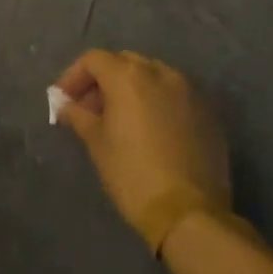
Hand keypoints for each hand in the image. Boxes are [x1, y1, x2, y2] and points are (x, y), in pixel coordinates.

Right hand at [53, 51, 231, 246]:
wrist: (189, 213)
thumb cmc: (132, 174)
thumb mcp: (97, 143)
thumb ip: (78, 115)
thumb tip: (66, 105)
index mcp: (129, 76)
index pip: (94, 60)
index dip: (74, 77)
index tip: (64, 101)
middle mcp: (160, 73)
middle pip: (124, 63)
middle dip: (103, 80)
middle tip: (90, 109)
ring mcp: (189, 91)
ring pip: (152, 76)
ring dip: (132, 89)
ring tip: (121, 119)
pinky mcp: (207, 112)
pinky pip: (175, 95)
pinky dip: (157, 102)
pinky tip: (151, 130)